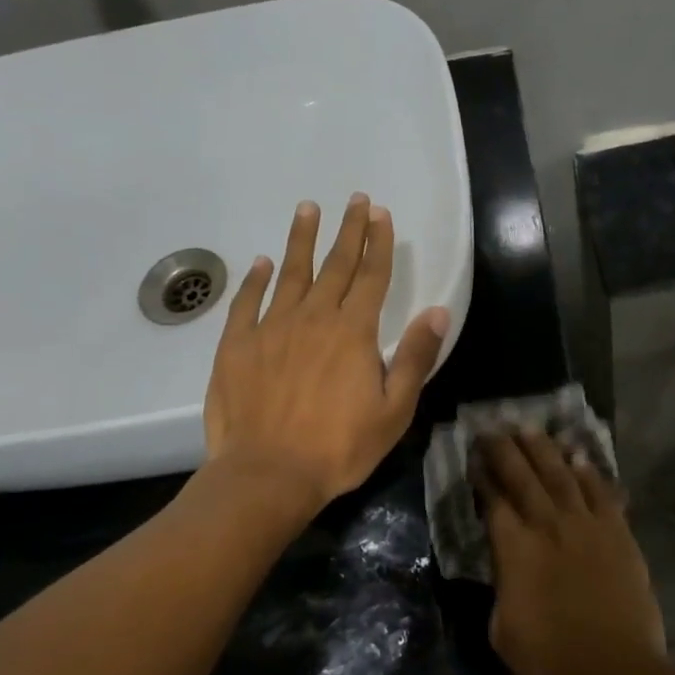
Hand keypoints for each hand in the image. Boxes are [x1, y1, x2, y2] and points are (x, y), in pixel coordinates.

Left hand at [204, 194, 450, 512]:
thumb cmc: (339, 447)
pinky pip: (248, 302)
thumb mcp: (394, 410)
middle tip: (354, 200)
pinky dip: (256, 280)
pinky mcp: (237, 345)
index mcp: (353, 332)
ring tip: (307, 209)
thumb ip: (415, 357)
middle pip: (335, 265)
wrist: (267, 474)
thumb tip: (437, 311)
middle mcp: (314, 318)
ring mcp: (272, 328)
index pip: (372, 277)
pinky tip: (262, 263)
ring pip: (291, 273)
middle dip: (348, 230)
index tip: (381, 214)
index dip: (378, 243)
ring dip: (301, 240)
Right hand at [476, 431, 666, 674]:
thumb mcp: (504, 630)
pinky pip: (601, 492)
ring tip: (530, 428)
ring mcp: (587, 525)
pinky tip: (579, 456)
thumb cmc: (552, 661)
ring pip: (562, 475)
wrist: (616, 673)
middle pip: (524, 477)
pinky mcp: (618, 532)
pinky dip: (589, 471)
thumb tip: (507, 566)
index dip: (482, 476)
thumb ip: (502, 587)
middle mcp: (548, 526)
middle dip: (506, 450)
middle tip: (494, 428)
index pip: (493, 501)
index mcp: (515, 550)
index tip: (473, 456)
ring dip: (544, 449)